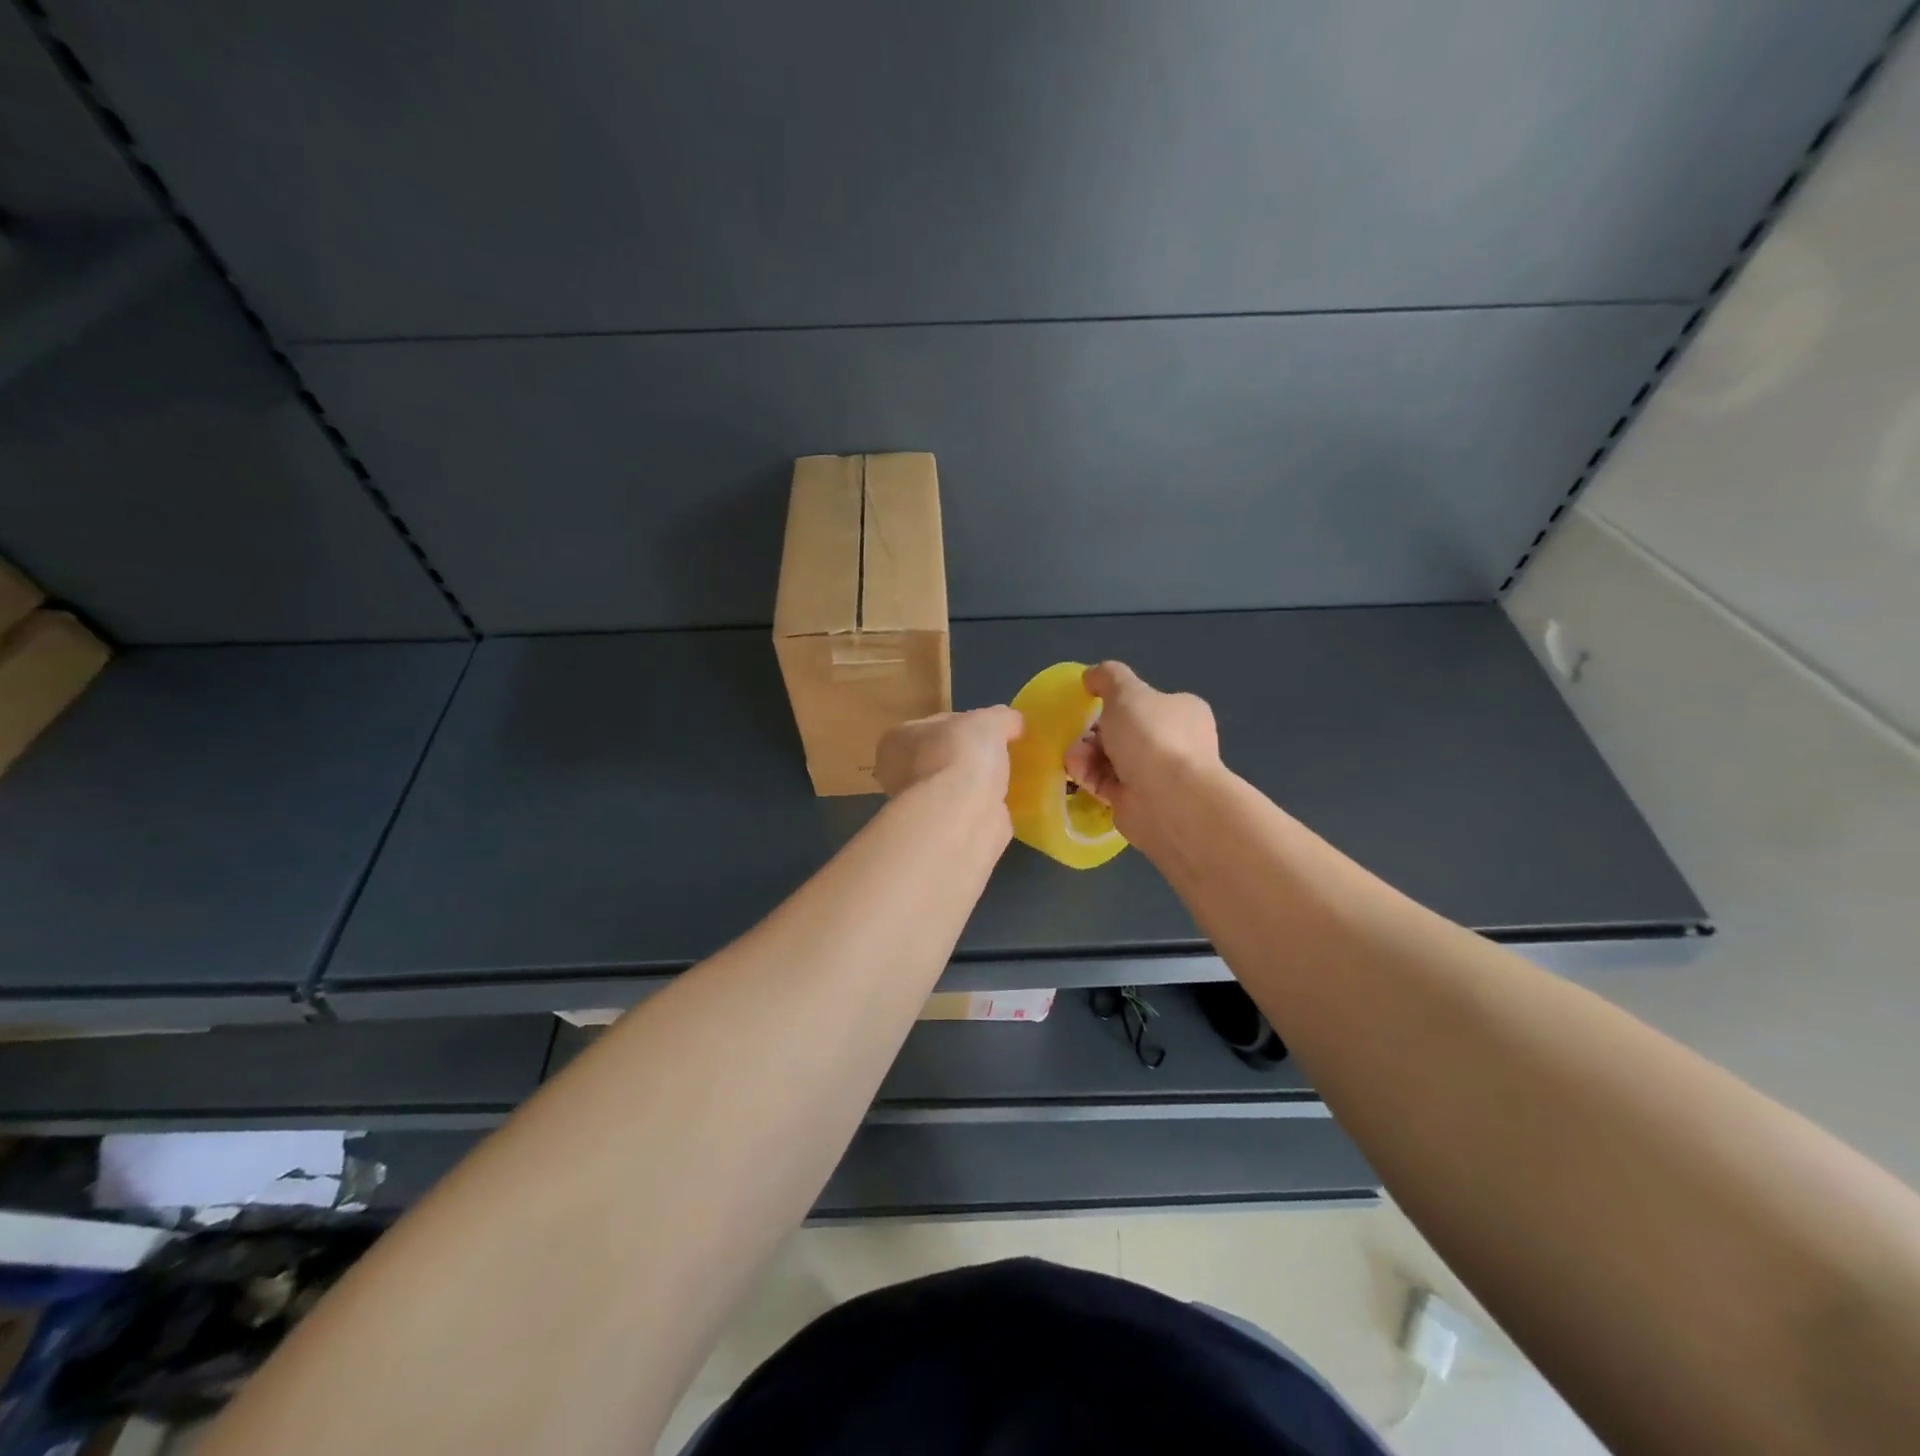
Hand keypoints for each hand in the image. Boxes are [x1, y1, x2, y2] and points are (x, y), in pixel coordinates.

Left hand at [874, 705, 1023, 802]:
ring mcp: (920, 806)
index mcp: (899, 739)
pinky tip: (1004, 804)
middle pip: (944, 757)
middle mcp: (900, 773)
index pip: (936, 724)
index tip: (993, 730)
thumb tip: (1014, 723)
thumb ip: (1001, 718)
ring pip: (954, 787)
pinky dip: (984, 809)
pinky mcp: (941, 833)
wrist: (960, 816)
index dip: (966, 723)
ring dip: (976, 785)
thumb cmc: (961, 756)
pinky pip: (967, 812)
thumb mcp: (989, 721)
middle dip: (969, 757)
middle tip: (1002, 754)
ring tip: (1008, 779)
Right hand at [1063, 661, 1218, 831]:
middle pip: (1125, 732)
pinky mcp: (1138, 802)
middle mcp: (1175, 744)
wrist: (1168, 800)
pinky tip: (1075, 772)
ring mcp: (1158, 776)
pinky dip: (1089, 776)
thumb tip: (1092, 675)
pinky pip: (1107, 784)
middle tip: (1076, 733)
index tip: (1091, 704)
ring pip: (1113, 759)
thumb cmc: (1152, 736)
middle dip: (1095, 732)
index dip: (1116, 703)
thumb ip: (1108, 677)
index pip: (1147, 703)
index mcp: (1182, 713)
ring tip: (1072, 756)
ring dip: (1087, 754)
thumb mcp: (1126, 691)